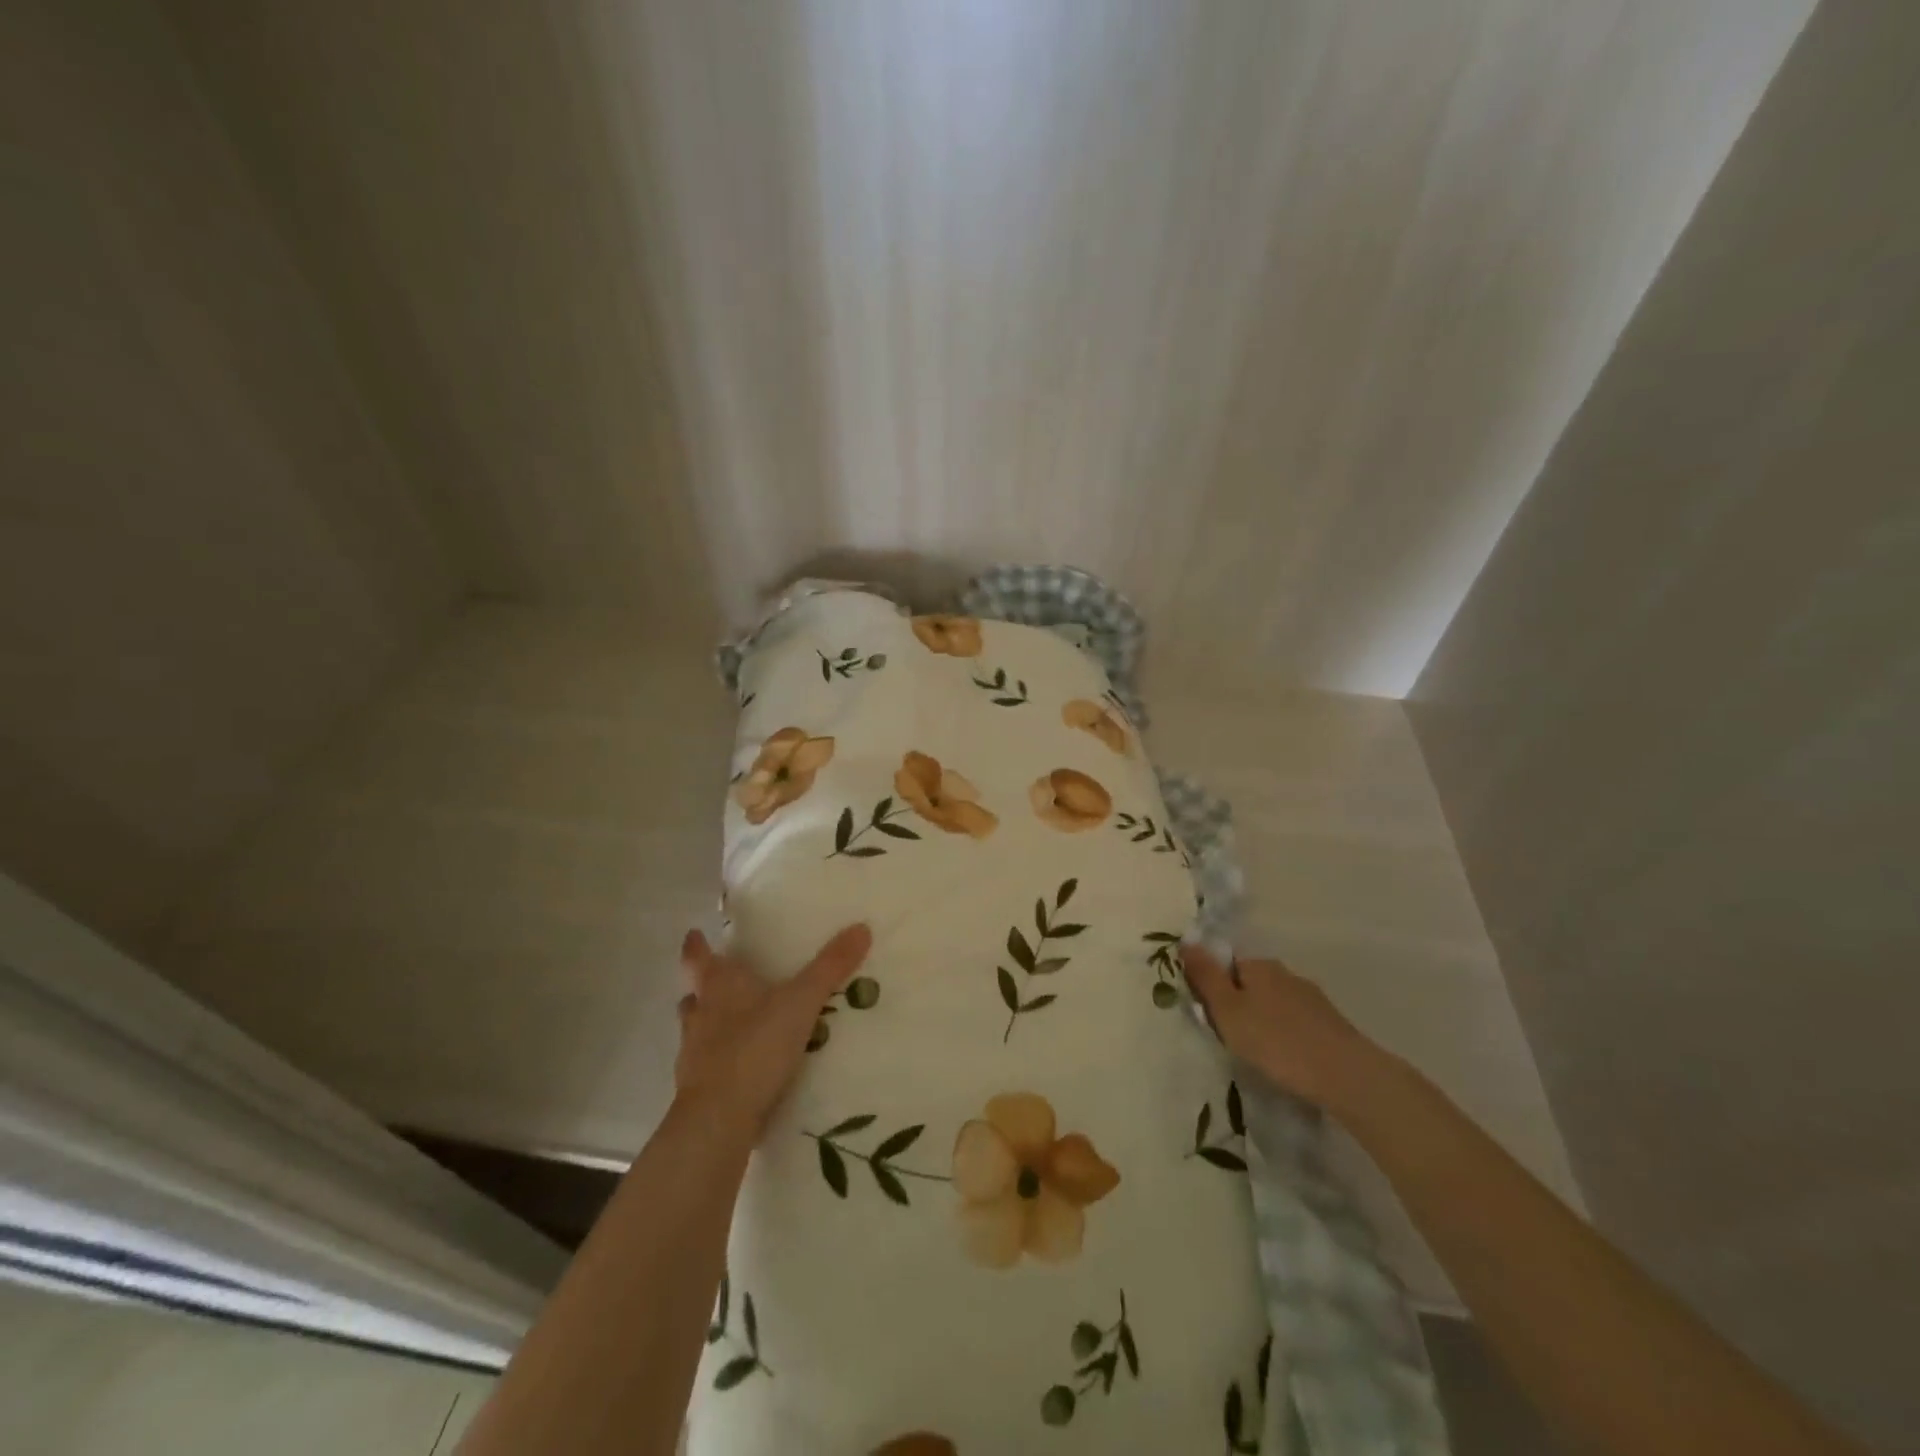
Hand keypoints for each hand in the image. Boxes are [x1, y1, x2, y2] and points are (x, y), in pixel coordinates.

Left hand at [675, 923, 872, 1135]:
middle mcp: (700, 1015)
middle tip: (723, 980)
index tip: (694, 933)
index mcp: (719, 986)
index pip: (698, 957)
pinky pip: (706, 1067)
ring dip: (709, 1024)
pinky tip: (740, 1068)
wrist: (720, 1120)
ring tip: (734, 1024)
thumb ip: (830, 967)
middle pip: (694, 994)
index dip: (696, 945)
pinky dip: (719, 1062)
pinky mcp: (697, 1091)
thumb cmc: (756, 1046)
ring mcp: (693, 1055)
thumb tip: (861, 927)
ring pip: (696, 1030)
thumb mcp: (802, 1001)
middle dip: (704, 986)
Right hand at [1180, 942, 1389, 1116]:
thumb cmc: (1275, 1041)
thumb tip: (1186, 940)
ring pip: (1276, 1005)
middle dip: (1240, 1007)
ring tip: (1262, 1056)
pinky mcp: (1331, 1024)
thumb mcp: (1227, 1010)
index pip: (1227, 966)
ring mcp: (1312, 998)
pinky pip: (1296, 1023)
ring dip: (1265, 1023)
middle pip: (1251, 984)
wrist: (1345, 1075)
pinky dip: (1287, 1036)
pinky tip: (1288, 1060)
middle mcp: (1285, 974)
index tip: (1213, 1019)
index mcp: (1258, 966)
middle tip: (1234, 1041)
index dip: (1215, 990)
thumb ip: (1205, 976)